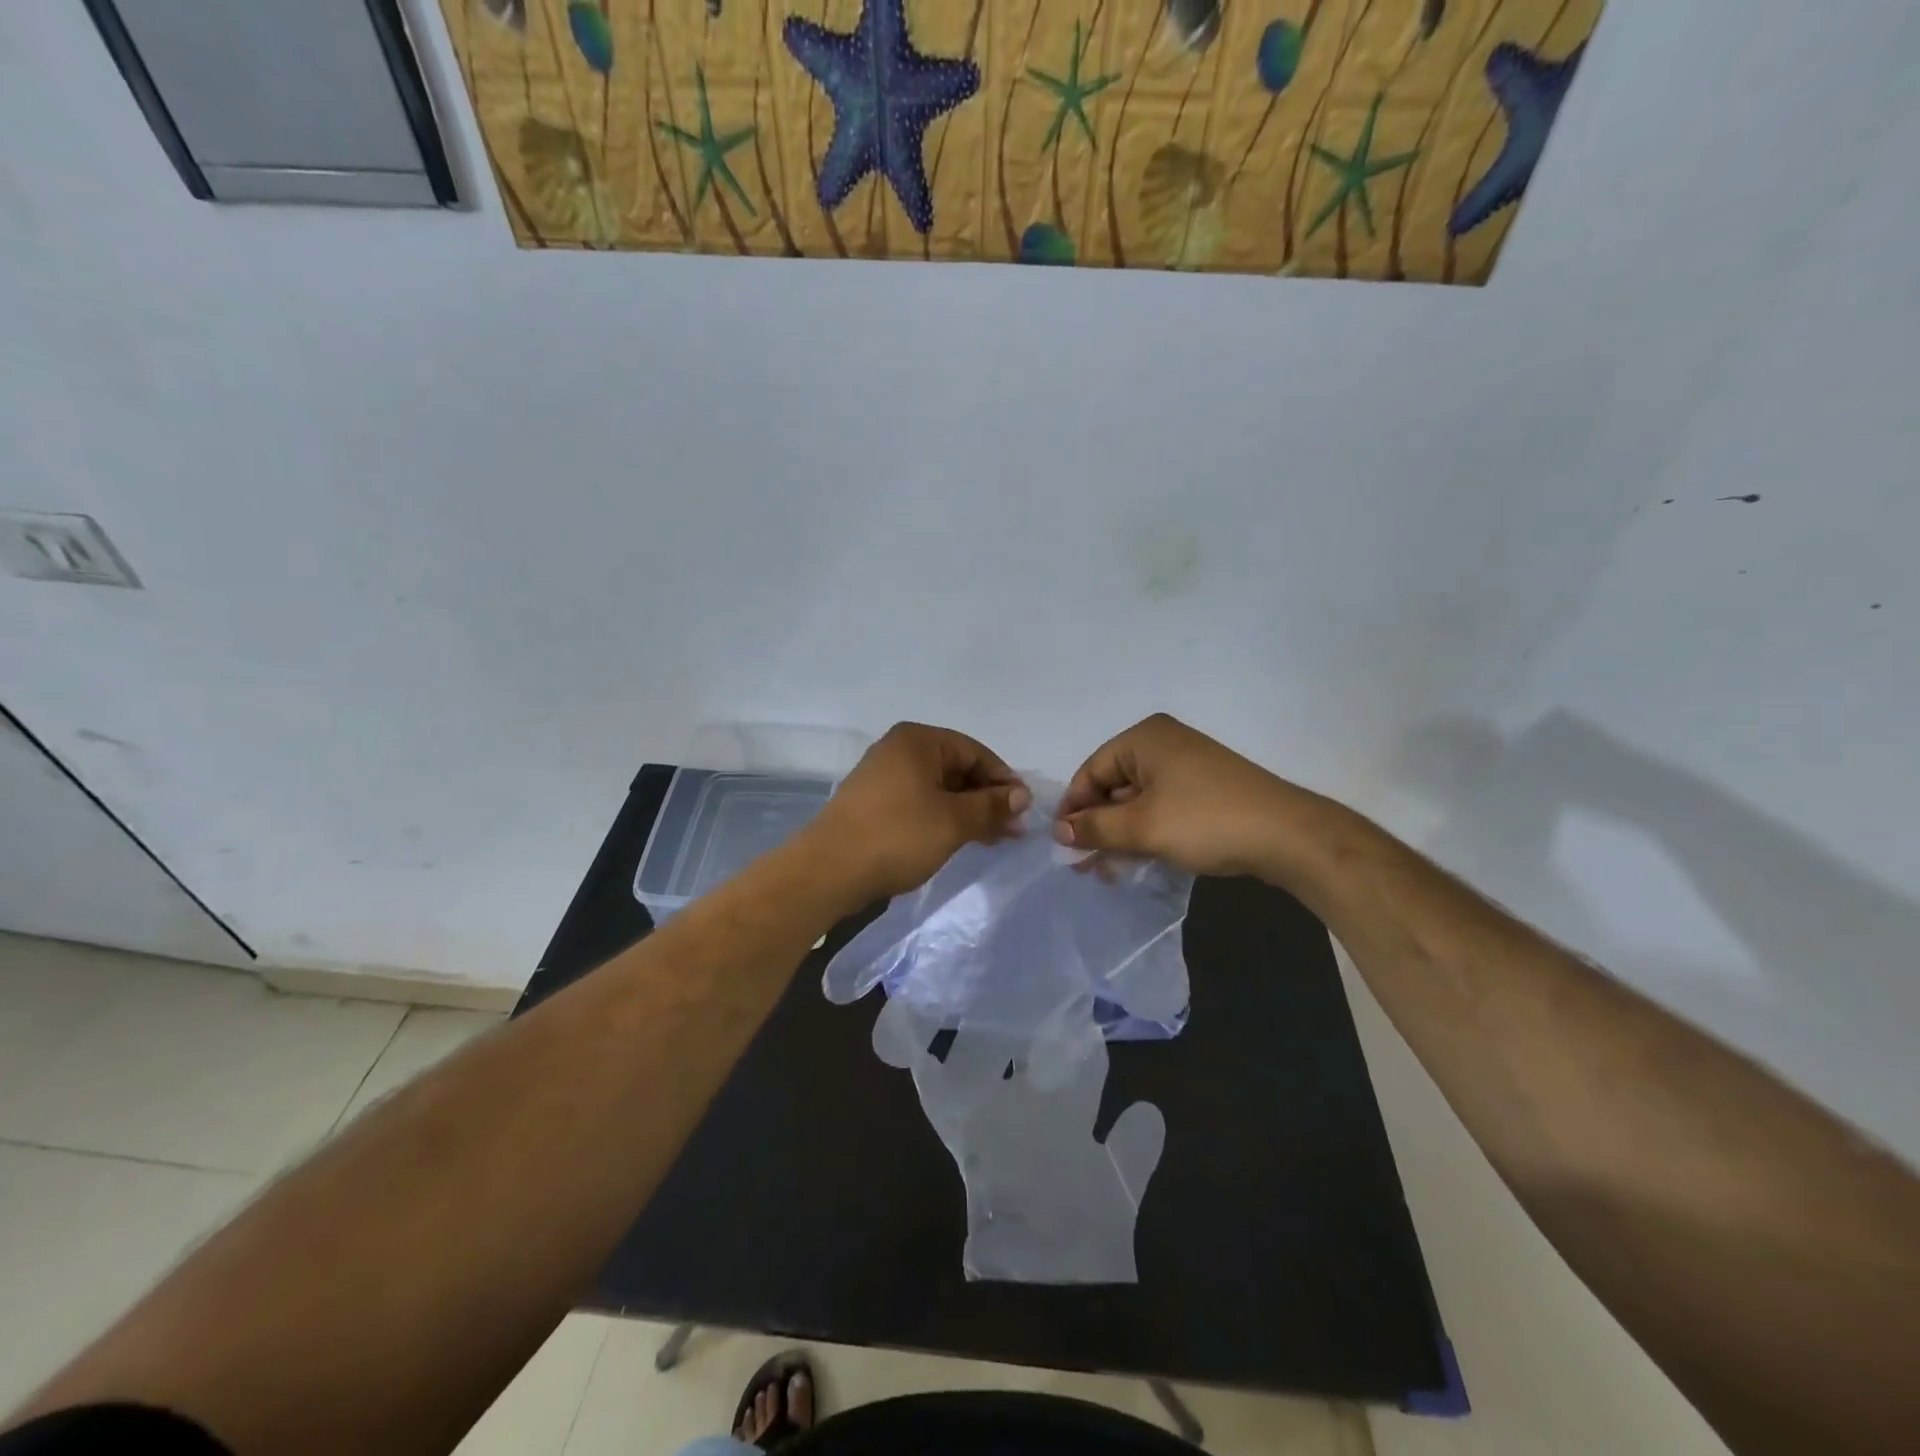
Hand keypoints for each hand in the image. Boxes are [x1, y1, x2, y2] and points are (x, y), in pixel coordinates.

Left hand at [807, 723, 1029, 902]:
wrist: (828, 870)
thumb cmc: (897, 835)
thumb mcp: (953, 821)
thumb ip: (990, 805)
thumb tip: (1021, 795)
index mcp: (918, 740)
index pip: (975, 751)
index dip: (1003, 780)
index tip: (1024, 810)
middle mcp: (899, 750)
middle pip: (956, 768)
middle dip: (987, 798)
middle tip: (1013, 830)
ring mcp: (883, 776)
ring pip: (938, 788)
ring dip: (968, 811)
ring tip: (993, 839)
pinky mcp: (873, 803)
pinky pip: (919, 802)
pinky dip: (943, 818)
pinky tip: (960, 839)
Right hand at [1054, 714, 1307, 877]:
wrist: (1288, 836)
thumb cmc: (1205, 821)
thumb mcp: (1142, 827)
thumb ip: (1095, 828)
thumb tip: (1059, 830)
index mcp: (1145, 738)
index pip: (1092, 770)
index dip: (1074, 807)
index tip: (1063, 844)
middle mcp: (1164, 744)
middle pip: (1113, 784)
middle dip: (1097, 824)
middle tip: (1082, 863)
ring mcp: (1188, 766)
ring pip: (1137, 800)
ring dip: (1119, 834)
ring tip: (1107, 870)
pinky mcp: (1205, 789)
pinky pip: (1162, 807)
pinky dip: (1146, 831)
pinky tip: (1137, 860)